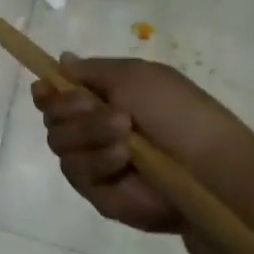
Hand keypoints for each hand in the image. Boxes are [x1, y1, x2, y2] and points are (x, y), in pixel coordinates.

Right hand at [31, 55, 253, 231]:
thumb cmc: (178, 113)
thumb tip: (61, 61)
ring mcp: (94, 162)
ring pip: (58, 142)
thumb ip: (91, 69)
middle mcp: (93, 130)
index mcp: (104, 100)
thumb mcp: (135, 74)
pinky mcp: (96, 193)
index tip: (45, 89)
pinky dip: (98, 160)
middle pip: (51, 116)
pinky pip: (75, 171)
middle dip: (71, 109)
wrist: (208, 168)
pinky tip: (123, 160)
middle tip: (102, 109)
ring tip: (124, 135)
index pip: (57, 95)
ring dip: (88, 133)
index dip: (47, 92)